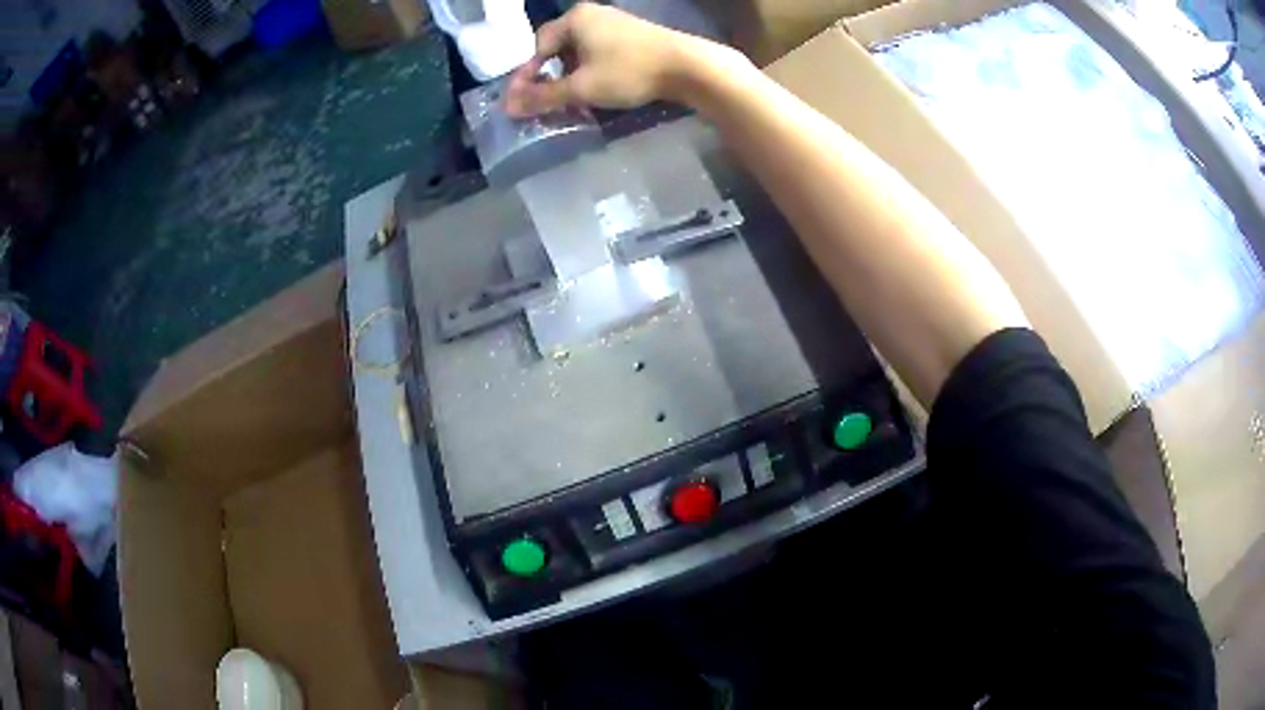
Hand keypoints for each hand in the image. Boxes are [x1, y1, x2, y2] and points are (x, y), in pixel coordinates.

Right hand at [505, 3, 730, 115]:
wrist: (688, 67)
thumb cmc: (628, 71)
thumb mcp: (581, 88)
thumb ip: (543, 97)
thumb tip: (509, 108)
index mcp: (574, 19)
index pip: (539, 46)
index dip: (528, 75)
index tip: (523, 101)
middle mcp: (592, 14)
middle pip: (559, 48)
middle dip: (551, 77)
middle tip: (549, 103)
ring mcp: (616, 23)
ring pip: (581, 52)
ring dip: (572, 77)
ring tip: (573, 102)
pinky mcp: (633, 35)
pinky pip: (601, 53)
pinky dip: (593, 72)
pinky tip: (598, 91)